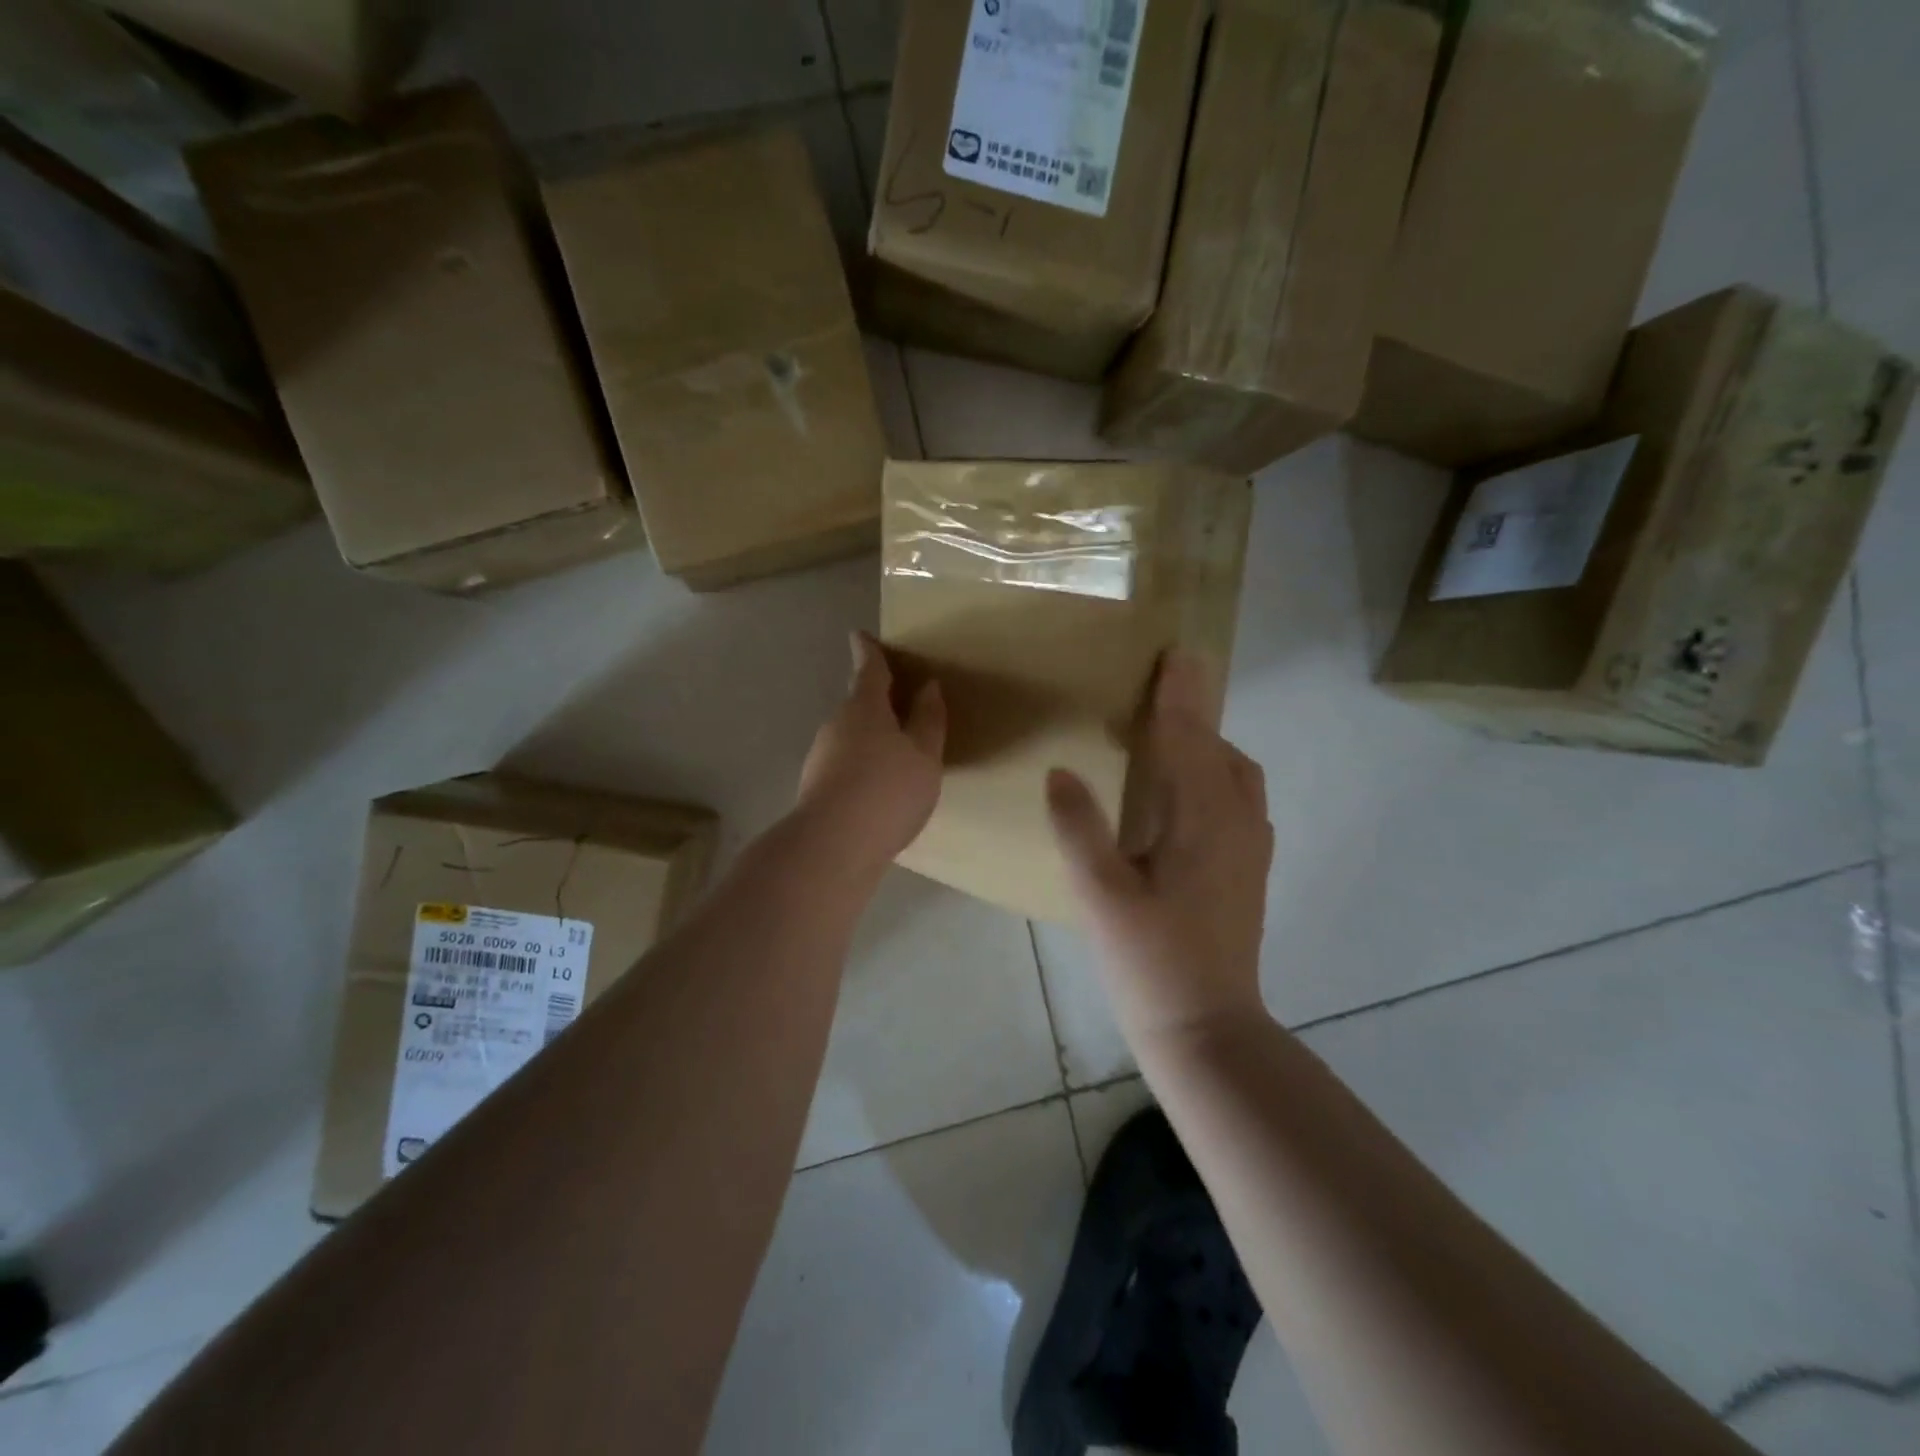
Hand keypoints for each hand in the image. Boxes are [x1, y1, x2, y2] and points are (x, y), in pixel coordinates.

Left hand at [795, 632, 945, 879]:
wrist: (833, 846)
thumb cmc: (887, 791)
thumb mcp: (924, 756)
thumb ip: (929, 720)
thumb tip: (928, 687)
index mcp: (864, 707)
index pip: (868, 669)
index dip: (869, 651)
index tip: (861, 635)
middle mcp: (837, 725)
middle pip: (858, 704)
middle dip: (877, 701)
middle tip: (901, 703)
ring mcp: (821, 756)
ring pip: (851, 736)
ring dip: (871, 737)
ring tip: (898, 755)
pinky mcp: (815, 786)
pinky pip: (845, 763)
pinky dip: (862, 765)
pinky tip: (878, 790)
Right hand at [1045, 652, 1273, 1049]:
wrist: (1207, 1029)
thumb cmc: (1149, 961)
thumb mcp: (1100, 895)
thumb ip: (1079, 828)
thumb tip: (1061, 771)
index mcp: (1202, 821)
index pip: (1190, 740)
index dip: (1178, 696)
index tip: (1174, 654)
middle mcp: (1237, 824)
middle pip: (1221, 750)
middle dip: (1195, 713)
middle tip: (1161, 690)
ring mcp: (1251, 849)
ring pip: (1237, 775)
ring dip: (1208, 745)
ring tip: (1170, 737)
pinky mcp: (1250, 870)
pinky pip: (1238, 800)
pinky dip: (1216, 775)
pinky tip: (1186, 794)